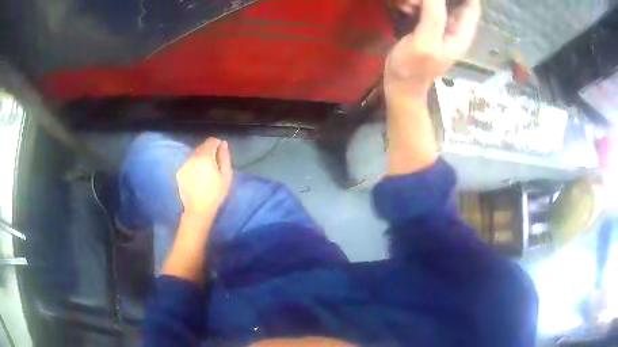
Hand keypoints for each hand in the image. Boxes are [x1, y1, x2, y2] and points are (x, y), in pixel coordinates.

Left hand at [176, 138, 231, 219]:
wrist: (198, 210)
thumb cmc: (216, 193)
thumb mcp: (226, 175)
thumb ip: (225, 157)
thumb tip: (223, 144)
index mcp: (205, 156)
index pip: (211, 141)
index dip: (218, 144)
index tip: (222, 152)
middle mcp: (192, 157)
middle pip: (201, 147)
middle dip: (209, 150)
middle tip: (215, 163)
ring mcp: (184, 165)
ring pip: (194, 155)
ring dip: (200, 158)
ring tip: (206, 171)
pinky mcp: (179, 173)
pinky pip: (188, 164)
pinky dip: (194, 166)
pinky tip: (197, 178)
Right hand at [385, 0, 479, 97]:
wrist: (399, 85)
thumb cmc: (413, 68)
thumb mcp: (425, 41)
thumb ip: (433, 14)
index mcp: (462, 34)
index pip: (471, 5)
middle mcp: (454, 28)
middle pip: (454, 1)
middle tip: (415, 3)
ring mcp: (440, 26)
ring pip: (437, 2)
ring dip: (421, 0)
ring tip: (408, 6)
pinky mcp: (426, 26)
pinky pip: (424, 7)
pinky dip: (415, 3)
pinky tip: (404, 8)